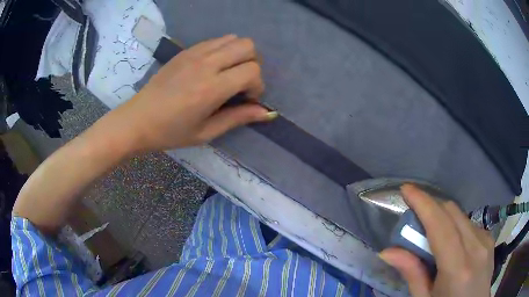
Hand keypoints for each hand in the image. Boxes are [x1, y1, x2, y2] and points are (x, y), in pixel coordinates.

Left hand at [108, 34, 275, 152]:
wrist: (138, 119)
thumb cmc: (170, 132)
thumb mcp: (206, 132)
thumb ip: (238, 118)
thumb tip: (267, 113)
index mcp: (212, 88)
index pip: (252, 70)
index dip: (257, 85)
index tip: (246, 99)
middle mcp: (206, 64)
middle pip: (248, 46)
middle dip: (252, 64)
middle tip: (241, 83)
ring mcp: (195, 53)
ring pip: (233, 39)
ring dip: (239, 54)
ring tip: (228, 73)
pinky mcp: (186, 50)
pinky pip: (216, 40)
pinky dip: (224, 49)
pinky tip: (213, 67)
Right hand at [379, 185, 493, 296]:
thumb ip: (412, 273)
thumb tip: (387, 251)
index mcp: (458, 268)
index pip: (440, 225)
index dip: (423, 203)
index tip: (406, 189)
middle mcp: (476, 247)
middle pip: (451, 212)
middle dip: (430, 207)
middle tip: (413, 219)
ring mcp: (485, 240)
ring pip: (460, 215)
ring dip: (442, 217)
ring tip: (430, 236)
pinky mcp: (489, 238)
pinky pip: (468, 223)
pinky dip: (454, 225)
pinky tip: (450, 243)